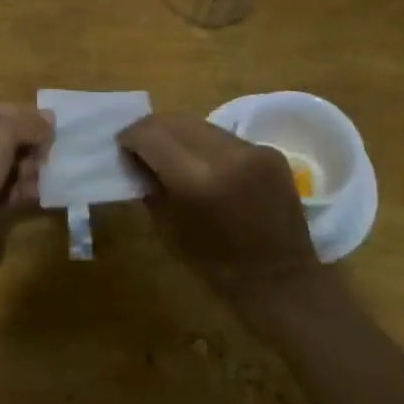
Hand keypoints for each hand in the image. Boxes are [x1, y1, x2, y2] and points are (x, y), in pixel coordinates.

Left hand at [0, 104, 53, 268]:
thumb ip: (26, 124)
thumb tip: (50, 118)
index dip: (21, 115)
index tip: (51, 123)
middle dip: (26, 146)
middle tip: (52, 152)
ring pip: (0, 168)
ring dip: (26, 170)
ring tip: (50, 173)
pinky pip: (0, 193)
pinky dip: (19, 191)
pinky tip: (41, 192)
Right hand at [117, 114, 321, 299]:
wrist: (282, 282)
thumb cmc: (217, 267)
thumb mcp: (169, 230)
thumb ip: (150, 187)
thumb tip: (135, 159)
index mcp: (198, 179)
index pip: (151, 135)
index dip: (130, 136)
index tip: (121, 146)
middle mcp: (227, 155)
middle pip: (175, 121)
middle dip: (152, 129)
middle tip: (139, 146)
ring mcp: (253, 150)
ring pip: (201, 124)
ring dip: (179, 134)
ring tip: (169, 153)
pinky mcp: (270, 151)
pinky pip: (225, 137)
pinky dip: (206, 144)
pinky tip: (202, 164)